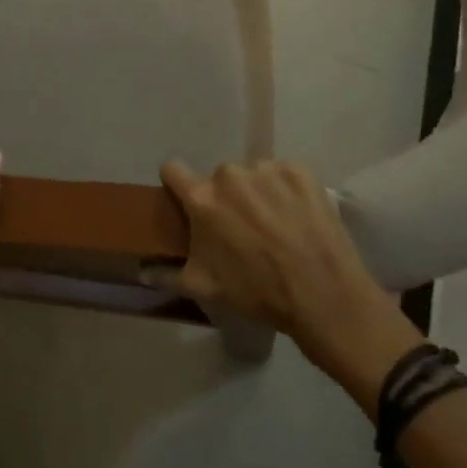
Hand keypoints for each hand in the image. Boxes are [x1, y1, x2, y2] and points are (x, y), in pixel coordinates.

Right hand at [153, 160, 423, 406]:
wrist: (325, 298)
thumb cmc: (259, 294)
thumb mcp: (206, 289)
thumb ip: (168, 274)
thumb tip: (141, 270)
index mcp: (202, 198)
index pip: (173, 170)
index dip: (176, 184)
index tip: (187, 201)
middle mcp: (230, 175)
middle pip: (220, 178)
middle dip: (227, 198)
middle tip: (244, 229)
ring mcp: (267, 169)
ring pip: (253, 175)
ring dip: (259, 193)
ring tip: (278, 226)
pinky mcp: (300, 171)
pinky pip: (284, 174)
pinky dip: (288, 191)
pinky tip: (299, 217)